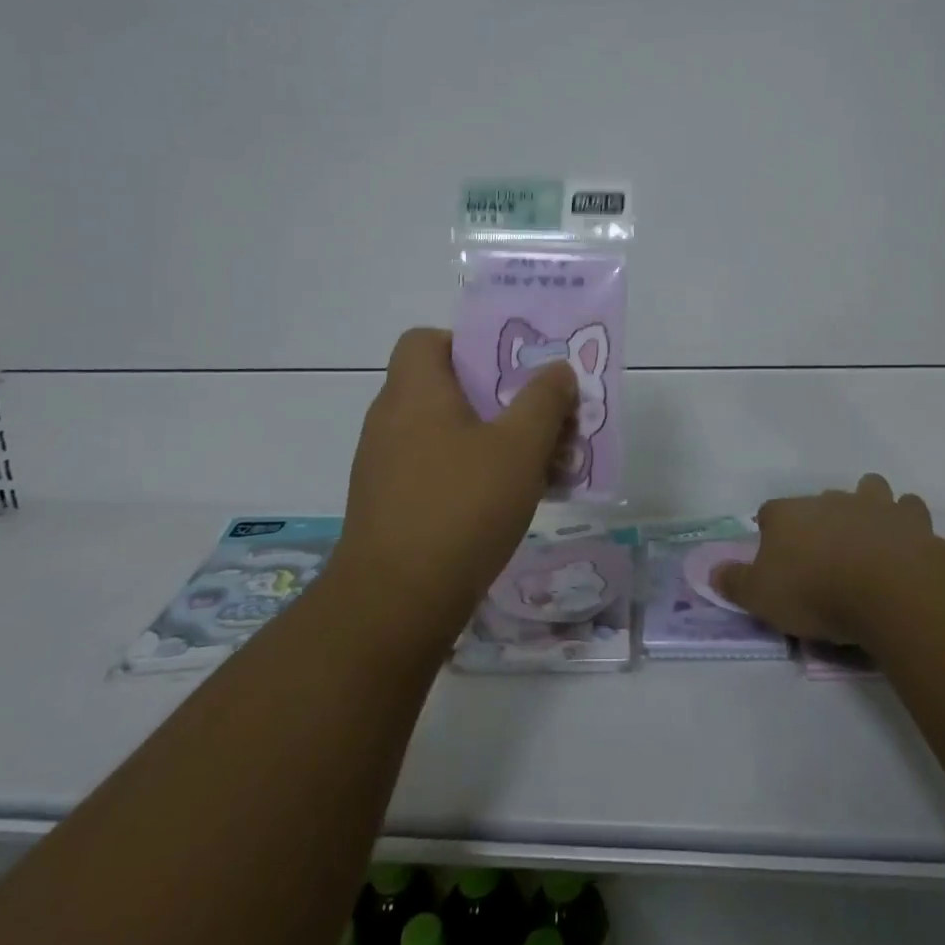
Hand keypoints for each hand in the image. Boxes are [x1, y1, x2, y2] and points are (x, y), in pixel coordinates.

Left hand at [333, 327, 577, 635]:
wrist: (395, 604)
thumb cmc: (460, 507)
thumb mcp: (519, 448)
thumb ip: (544, 401)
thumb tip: (558, 370)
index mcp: (414, 392)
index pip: (426, 339)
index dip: (468, 343)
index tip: (509, 369)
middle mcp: (392, 421)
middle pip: (446, 388)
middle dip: (500, 398)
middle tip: (542, 416)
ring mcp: (386, 467)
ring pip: (447, 433)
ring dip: (492, 440)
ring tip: (539, 463)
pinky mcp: (390, 507)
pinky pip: (437, 471)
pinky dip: (471, 475)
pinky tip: (508, 503)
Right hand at [713, 474, 931, 644]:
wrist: (887, 588)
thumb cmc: (815, 592)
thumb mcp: (761, 597)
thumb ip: (735, 583)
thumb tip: (711, 572)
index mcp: (787, 514)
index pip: (769, 512)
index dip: (770, 531)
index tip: (775, 556)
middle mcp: (827, 500)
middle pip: (818, 500)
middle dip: (820, 519)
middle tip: (823, 554)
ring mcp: (871, 505)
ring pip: (868, 488)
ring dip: (868, 504)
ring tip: (868, 535)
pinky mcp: (910, 519)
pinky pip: (908, 508)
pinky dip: (906, 520)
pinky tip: (905, 540)